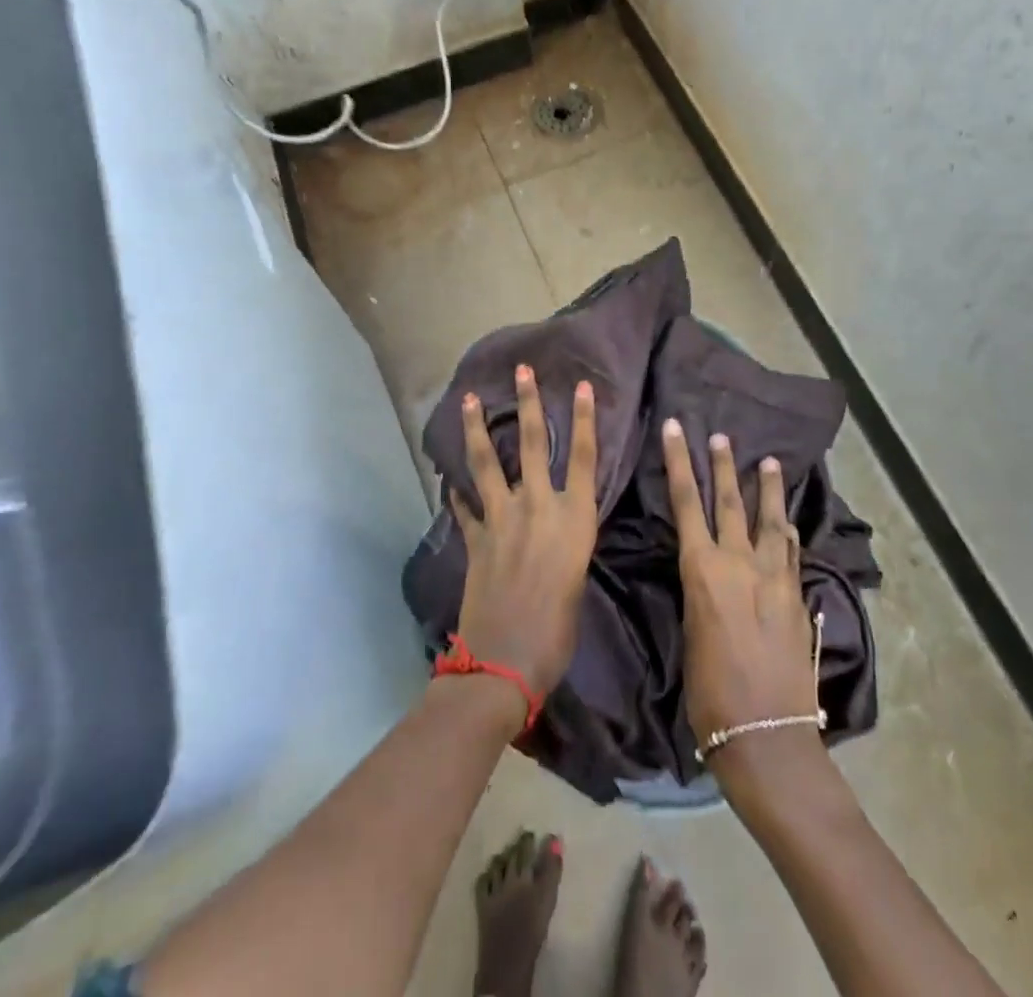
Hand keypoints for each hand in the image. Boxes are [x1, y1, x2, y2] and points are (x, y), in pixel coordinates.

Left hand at [451, 366, 598, 702]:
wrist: (505, 662)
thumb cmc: (557, 632)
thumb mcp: (577, 583)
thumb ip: (568, 549)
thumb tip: (558, 537)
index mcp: (573, 519)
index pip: (583, 457)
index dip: (583, 419)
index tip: (580, 385)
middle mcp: (537, 507)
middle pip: (533, 444)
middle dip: (528, 403)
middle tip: (522, 370)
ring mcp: (501, 519)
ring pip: (487, 463)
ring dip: (478, 429)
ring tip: (469, 399)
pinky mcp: (474, 538)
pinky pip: (464, 506)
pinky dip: (456, 492)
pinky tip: (449, 480)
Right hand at [663, 419, 819, 770]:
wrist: (766, 735)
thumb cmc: (710, 693)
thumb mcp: (691, 632)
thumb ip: (701, 591)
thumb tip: (705, 573)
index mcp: (704, 570)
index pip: (687, 502)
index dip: (679, 462)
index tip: (677, 429)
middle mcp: (741, 564)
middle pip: (730, 502)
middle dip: (723, 465)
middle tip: (723, 436)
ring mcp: (776, 579)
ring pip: (771, 521)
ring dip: (767, 490)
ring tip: (768, 462)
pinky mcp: (798, 599)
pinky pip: (793, 554)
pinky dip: (789, 533)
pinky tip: (790, 524)